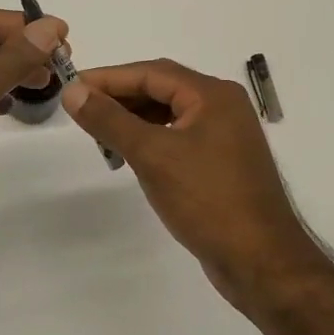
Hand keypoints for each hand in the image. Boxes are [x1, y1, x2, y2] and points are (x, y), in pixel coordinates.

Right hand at [62, 59, 328, 311]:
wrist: (261, 262)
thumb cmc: (207, 200)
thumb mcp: (152, 155)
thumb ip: (110, 120)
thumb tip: (73, 91)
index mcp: (212, 95)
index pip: (151, 73)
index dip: (109, 78)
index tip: (72, 86)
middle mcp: (222, 106)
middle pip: (162, 88)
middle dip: (120, 97)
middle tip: (80, 109)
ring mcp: (225, 135)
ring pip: (169, 113)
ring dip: (134, 119)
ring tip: (100, 133)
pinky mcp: (222, 162)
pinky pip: (178, 136)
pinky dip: (151, 139)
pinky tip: (130, 153)